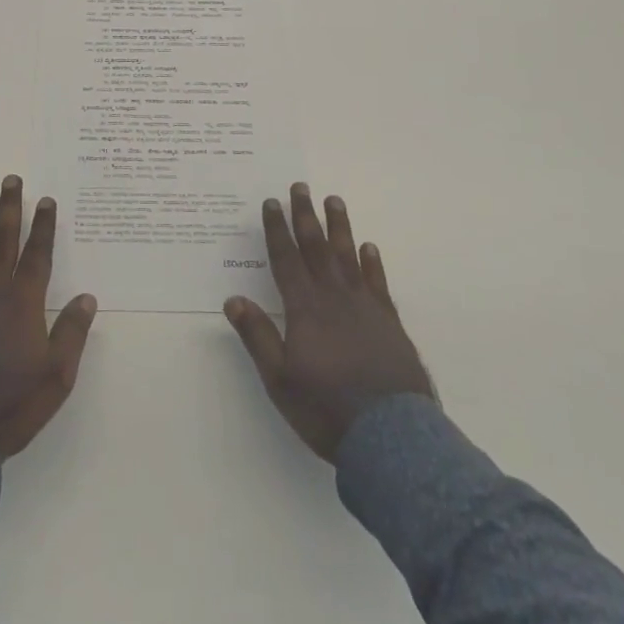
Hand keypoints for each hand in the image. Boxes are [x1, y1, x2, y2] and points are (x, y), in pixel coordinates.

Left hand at [0, 175, 98, 458]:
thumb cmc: (14, 405)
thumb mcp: (57, 375)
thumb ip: (72, 333)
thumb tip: (87, 297)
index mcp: (24, 304)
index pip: (37, 256)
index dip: (43, 227)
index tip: (46, 200)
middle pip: (2, 244)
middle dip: (8, 211)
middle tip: (9, 180)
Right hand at [224, 183, 433, 461]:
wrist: (391, 436)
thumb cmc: (327, 408)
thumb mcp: (280, 379)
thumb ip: (257, 336)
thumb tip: (233, 298)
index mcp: (305, 308)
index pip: (286, 259)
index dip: (276, 229)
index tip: (271, 202)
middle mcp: (334, 297)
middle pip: (316, 247)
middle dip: (305, 216)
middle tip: (301, 187)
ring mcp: (365, 307)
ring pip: (348, 255)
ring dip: (340, 227)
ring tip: (334, 200)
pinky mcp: (389, 322)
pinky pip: (377, 282)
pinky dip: (372, 262)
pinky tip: (369, 247)